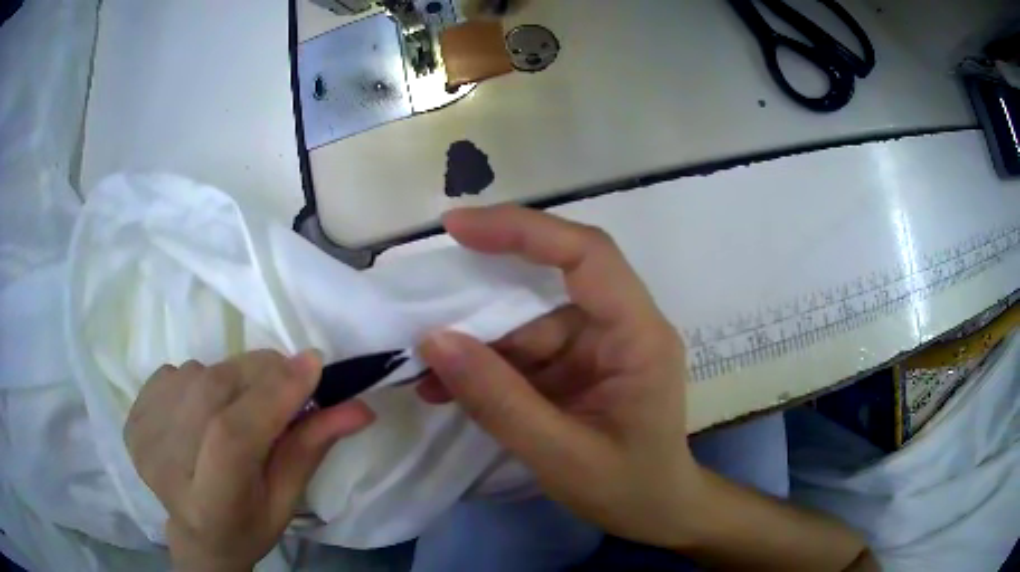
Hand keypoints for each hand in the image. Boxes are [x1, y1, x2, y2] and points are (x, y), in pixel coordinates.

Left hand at [125, 350, 374, 571]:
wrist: (195, 531)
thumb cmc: (247, 525)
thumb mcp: (287, 499)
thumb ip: (312, 448)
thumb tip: (359, 406)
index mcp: (207, 504)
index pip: (233, 436)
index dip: (273, 394)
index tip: (313, 364)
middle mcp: (164, 467)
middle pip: (212, 394)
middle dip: (260, 375)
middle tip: (288, 379)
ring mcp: (142, 436)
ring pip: (196, 375)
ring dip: (232, 376)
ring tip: (244, 404)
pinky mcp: (132, 415)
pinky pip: (176, 372)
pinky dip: (201, 379)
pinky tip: (206, 410)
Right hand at [416, 205, 699, 547]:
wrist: (658, 513)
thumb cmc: (628, 488)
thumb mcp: (560, 455)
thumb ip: (498, 400)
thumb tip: (434, 341)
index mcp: (638, 335)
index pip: (586, 254)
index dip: (523, 230)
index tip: (457, 227)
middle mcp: (622, 326)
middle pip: (550, 282)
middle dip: (486, 292)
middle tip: (427, 296)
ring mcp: (599, 346)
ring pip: (529, 324)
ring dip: (478, 345)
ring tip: (425, 371)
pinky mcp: (580, 367)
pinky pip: (528, 354)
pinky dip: (489, 369)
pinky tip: (449, 388)